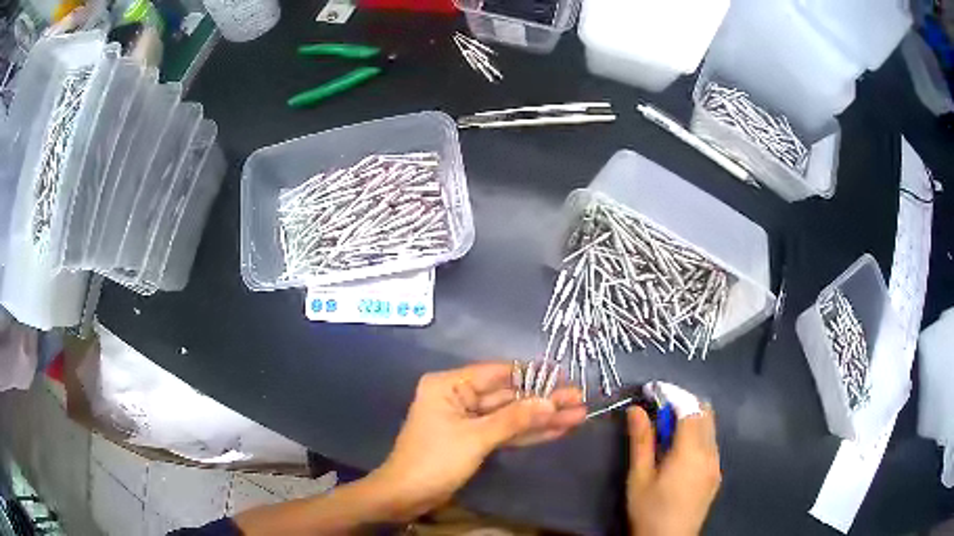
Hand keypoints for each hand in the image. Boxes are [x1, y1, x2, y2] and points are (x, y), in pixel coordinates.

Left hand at [369, 362, 585, 519]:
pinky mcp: (474, 440)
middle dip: (543, 400)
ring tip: (578, 415)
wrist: (406, 496)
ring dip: (541, 418)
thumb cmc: (435, 460)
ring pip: (510, 416)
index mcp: (449, 385)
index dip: (532, 374)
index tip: (563, 375)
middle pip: (508, 396)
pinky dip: (528, 433)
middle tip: (579, 399)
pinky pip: (504, 432)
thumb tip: (550, 402)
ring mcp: (468, 420)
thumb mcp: (475, 438)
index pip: (497, 373)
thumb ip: (513, 419)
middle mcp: (459, 397)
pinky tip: (556, 430)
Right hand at [626, 405, 720, 535]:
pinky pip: (711, 443)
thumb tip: (636, 410)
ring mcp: (716, 464)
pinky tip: (679, 451)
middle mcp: (710, 452)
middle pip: (705, 413)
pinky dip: (697, 434)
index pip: (689, 408)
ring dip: (691, 418)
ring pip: (710, 427)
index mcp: (691, 452)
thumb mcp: (639, 477)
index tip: (653, 390)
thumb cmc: (649, 511)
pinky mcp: (716, 474)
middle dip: (684, 402)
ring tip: (666, 430)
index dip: (672, 394)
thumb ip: (641, 441)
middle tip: (658, 408)